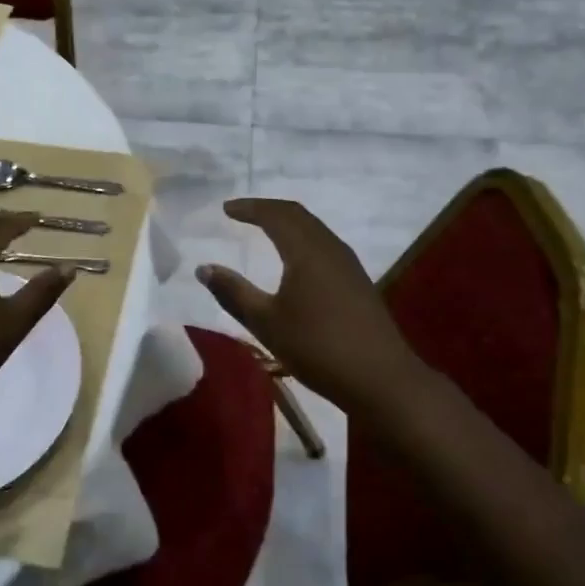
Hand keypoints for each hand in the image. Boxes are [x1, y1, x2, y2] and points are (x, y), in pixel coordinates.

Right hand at [197, 198, 426, 414]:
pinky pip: (325, 245)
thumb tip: (204, 268)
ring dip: (288, 224)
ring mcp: (349, 264)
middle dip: (268, 210)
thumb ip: (233, 292)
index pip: (275, 214)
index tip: (226, 208)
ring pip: (314, 229)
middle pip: (298, 215)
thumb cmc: (317, 347)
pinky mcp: (358, 282)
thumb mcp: (266, 322)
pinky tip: (296, 261)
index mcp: (306, 250)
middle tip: (243, 213)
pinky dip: (303, 240)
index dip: (249, 208)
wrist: (380, 378)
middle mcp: (330, 248)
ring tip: (266, 230)